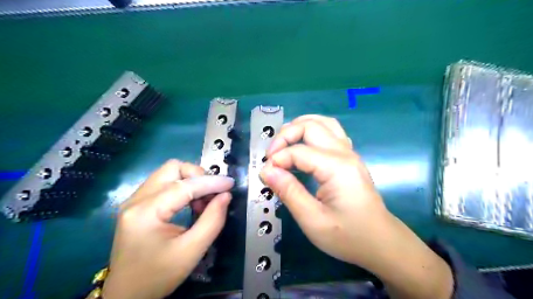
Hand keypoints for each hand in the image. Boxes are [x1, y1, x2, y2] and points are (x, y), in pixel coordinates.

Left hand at [103, 160, 233, 298]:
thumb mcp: (191, 251)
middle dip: (197, 176)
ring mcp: (134, 200)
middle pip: (173, 168)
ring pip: (169, 173)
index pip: (184, 186)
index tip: (230, 184)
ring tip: (201, 203)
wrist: (126, 295)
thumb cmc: (158, 276)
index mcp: (145, 212)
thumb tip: (225, 195)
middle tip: (211, 195)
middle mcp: (136, 200)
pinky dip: (182, 187)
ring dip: (191, 181)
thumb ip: (212, 221)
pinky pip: (164, 183)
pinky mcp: (138, 204)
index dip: (211, 182)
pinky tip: (190, 204)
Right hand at [259, 113, 387, 263]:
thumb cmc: (348, 236)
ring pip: (323, 122)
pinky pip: (331, 131)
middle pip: (311, 126)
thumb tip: (266, 170)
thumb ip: (289, 192)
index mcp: (337, 167)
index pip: (298, 151)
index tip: (265, 175)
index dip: (277, 160)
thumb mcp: (313, 220)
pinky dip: (313, 130)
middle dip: (285, 135)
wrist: (381, 242)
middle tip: (272, 156)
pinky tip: (303, 144)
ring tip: (283, 142)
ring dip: (300, 126)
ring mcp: (349, 152)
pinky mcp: (349, 157)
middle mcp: (344, 153)